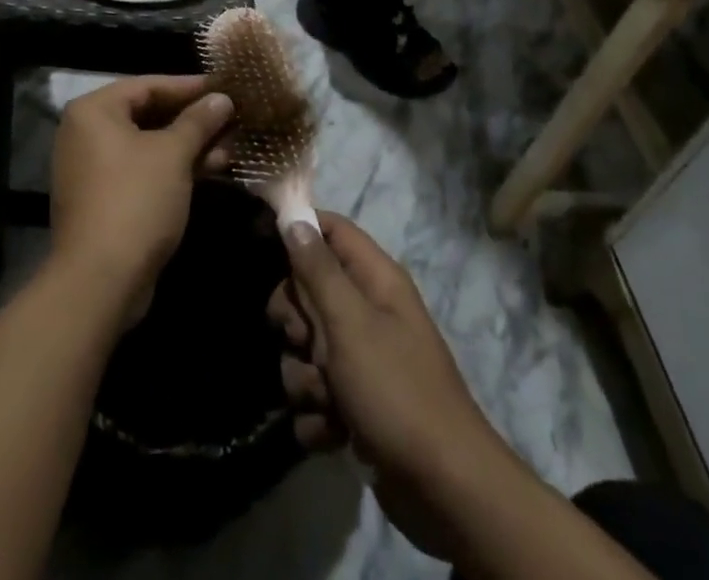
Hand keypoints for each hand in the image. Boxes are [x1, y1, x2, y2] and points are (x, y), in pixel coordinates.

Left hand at [51, 76, 232, 324]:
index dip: (188, 86)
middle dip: (191, 118)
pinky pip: (142, 169)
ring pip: (148, 145)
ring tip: (231, 144)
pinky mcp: (104, 198)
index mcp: (94, 111)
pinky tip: (211, 169)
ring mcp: (93, 167)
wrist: (100, 281)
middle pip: (147, 114)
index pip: (147, 85)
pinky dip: (173, 167)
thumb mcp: (173, 155)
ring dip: (188, 145)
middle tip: (231, 116)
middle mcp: (86, 132)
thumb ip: (198, 121)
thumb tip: (222, 97)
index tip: (224, 86)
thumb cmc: (136, 200)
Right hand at [268, 214, 500, 559]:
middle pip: (307, 291)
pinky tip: (333, 431)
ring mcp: (362, 360)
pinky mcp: (356, 404)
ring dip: (304, 377)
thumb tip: (294, 217)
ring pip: (305, 348)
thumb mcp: (350, 322)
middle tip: (303, 341)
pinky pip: (315, 395)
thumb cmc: (396, 390)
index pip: (329, 229)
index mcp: (375, 279)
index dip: (297, 230)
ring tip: (327, 400)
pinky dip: (317, 415)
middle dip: (294, 321)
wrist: (446, 492)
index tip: (262, 245)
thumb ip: (318, 269)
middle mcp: (368, 312)